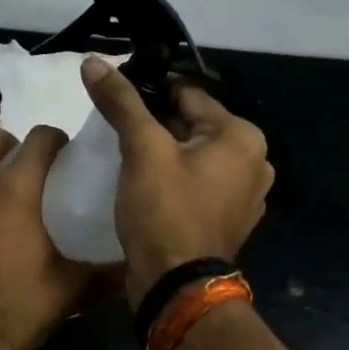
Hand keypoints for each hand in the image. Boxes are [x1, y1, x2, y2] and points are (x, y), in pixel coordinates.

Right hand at [81, 56, 273, 305]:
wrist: (176, 288)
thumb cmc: (165, 211)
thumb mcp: (141, 149)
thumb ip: (120, 101)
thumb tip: (94, 61)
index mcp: (242, 137)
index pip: (187, 95)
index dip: (148, 91)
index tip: (115, 96)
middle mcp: (254, 161)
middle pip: (192, 124)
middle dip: (156, 123)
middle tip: (115, 126)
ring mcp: (245, 195)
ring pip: (193, 155)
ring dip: (164, 152)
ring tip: (125, 154)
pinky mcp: (228, 219)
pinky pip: (197, 183)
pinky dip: (174, 177)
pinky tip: (145, 184)